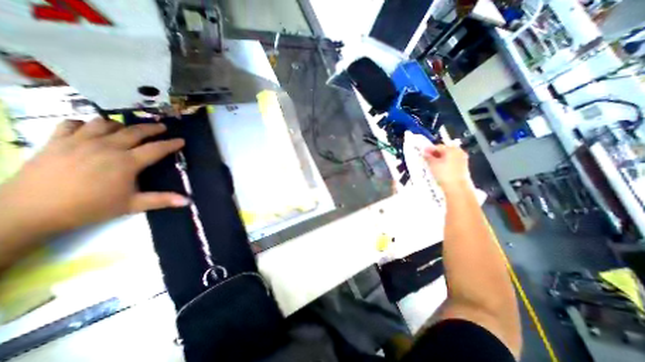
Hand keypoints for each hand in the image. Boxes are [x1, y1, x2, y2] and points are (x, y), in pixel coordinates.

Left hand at [1, 116, 189, 234]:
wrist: (28, 211)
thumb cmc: (89, 208)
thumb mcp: (132, 205)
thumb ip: (162, 200)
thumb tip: (188, 201)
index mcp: (126, 162)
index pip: (156, 149)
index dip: (171, 144)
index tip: (181, 140)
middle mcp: (107, 147)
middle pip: (135, 131)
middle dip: (152, 128)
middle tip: (162, 127)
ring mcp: (80, 141)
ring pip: (105, 123)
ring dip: (120, 125)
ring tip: (127, 129)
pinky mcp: (57, 141)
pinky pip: (73, 123)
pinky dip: (85, 124)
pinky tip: (91, 130)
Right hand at [422, 143, 472, 189]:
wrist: (456, 187)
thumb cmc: (444, 174)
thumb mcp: (433, 164)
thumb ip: (428, 156)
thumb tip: (424, 152)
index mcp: (452, 149)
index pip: (438, 146)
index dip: (429, 149)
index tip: (422, 152)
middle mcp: (458, 152)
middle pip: (444, 151)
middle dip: (435, 154)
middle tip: (426, 158)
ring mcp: (461, 160)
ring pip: (447, 157)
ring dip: (439, 159)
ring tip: (430, 164)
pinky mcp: (462, 167)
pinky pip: (450, 162)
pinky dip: (444, 164)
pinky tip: (438, 169)